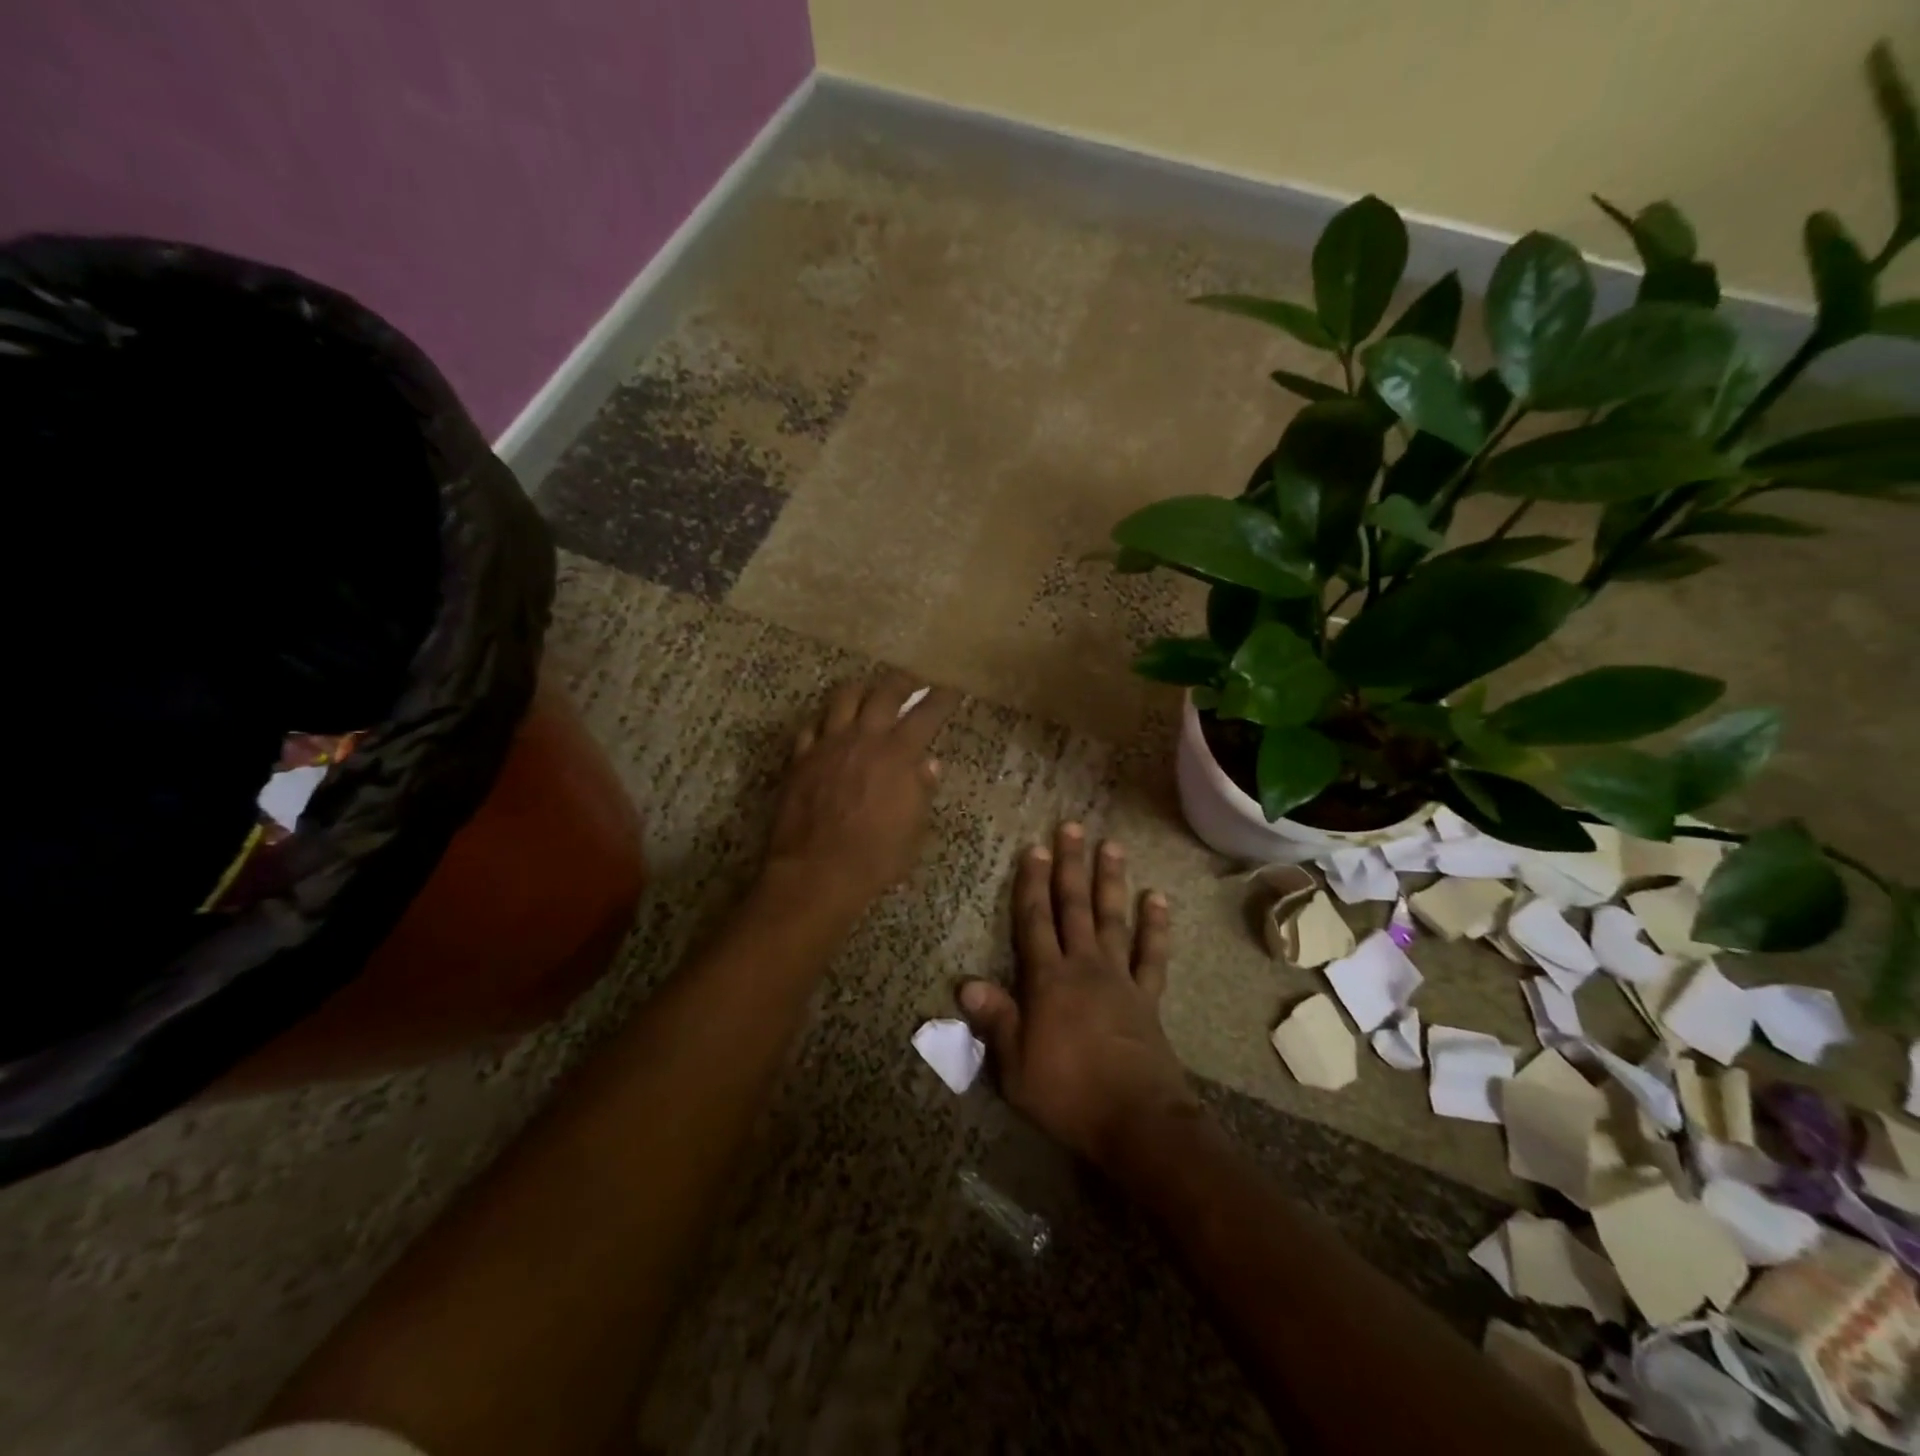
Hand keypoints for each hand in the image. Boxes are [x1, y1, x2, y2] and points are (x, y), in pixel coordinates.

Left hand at [765, 672, 958, 913]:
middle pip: (884, 693)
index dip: (941, 698)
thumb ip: (921, 791)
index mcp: (897, 755)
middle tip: (913, 679)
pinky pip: (811, 726)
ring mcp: (827, 745)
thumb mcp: (913, 830)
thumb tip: (928, 764)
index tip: (951, 688)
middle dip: (903, 681)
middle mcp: (863, 739)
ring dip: (862, 689)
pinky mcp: (800, 758)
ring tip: (869, 690)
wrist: (816, 871)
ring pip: (844, 698)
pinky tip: (829, 724)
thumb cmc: (875, 857)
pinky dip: (825, 720)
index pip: (926, 714)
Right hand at [960, 824, 1200, 1166]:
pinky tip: (1157, 898)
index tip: (1034, 848)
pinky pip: (1151, 954)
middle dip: (1070, 866)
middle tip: (1072, 827)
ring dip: (1110, 881)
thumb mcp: (1016, 1066)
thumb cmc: (1067, 1094)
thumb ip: (995, 1020)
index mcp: (1048, 980)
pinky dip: (1156, 926)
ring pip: (1112, 918)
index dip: (1031, 883)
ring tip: (1111, 846)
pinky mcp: (1147, 996)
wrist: (1137, 1120)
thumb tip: (964, 984)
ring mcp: (1119, 978)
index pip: (1034, 920)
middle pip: (1074, 906)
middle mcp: (1084, 966)